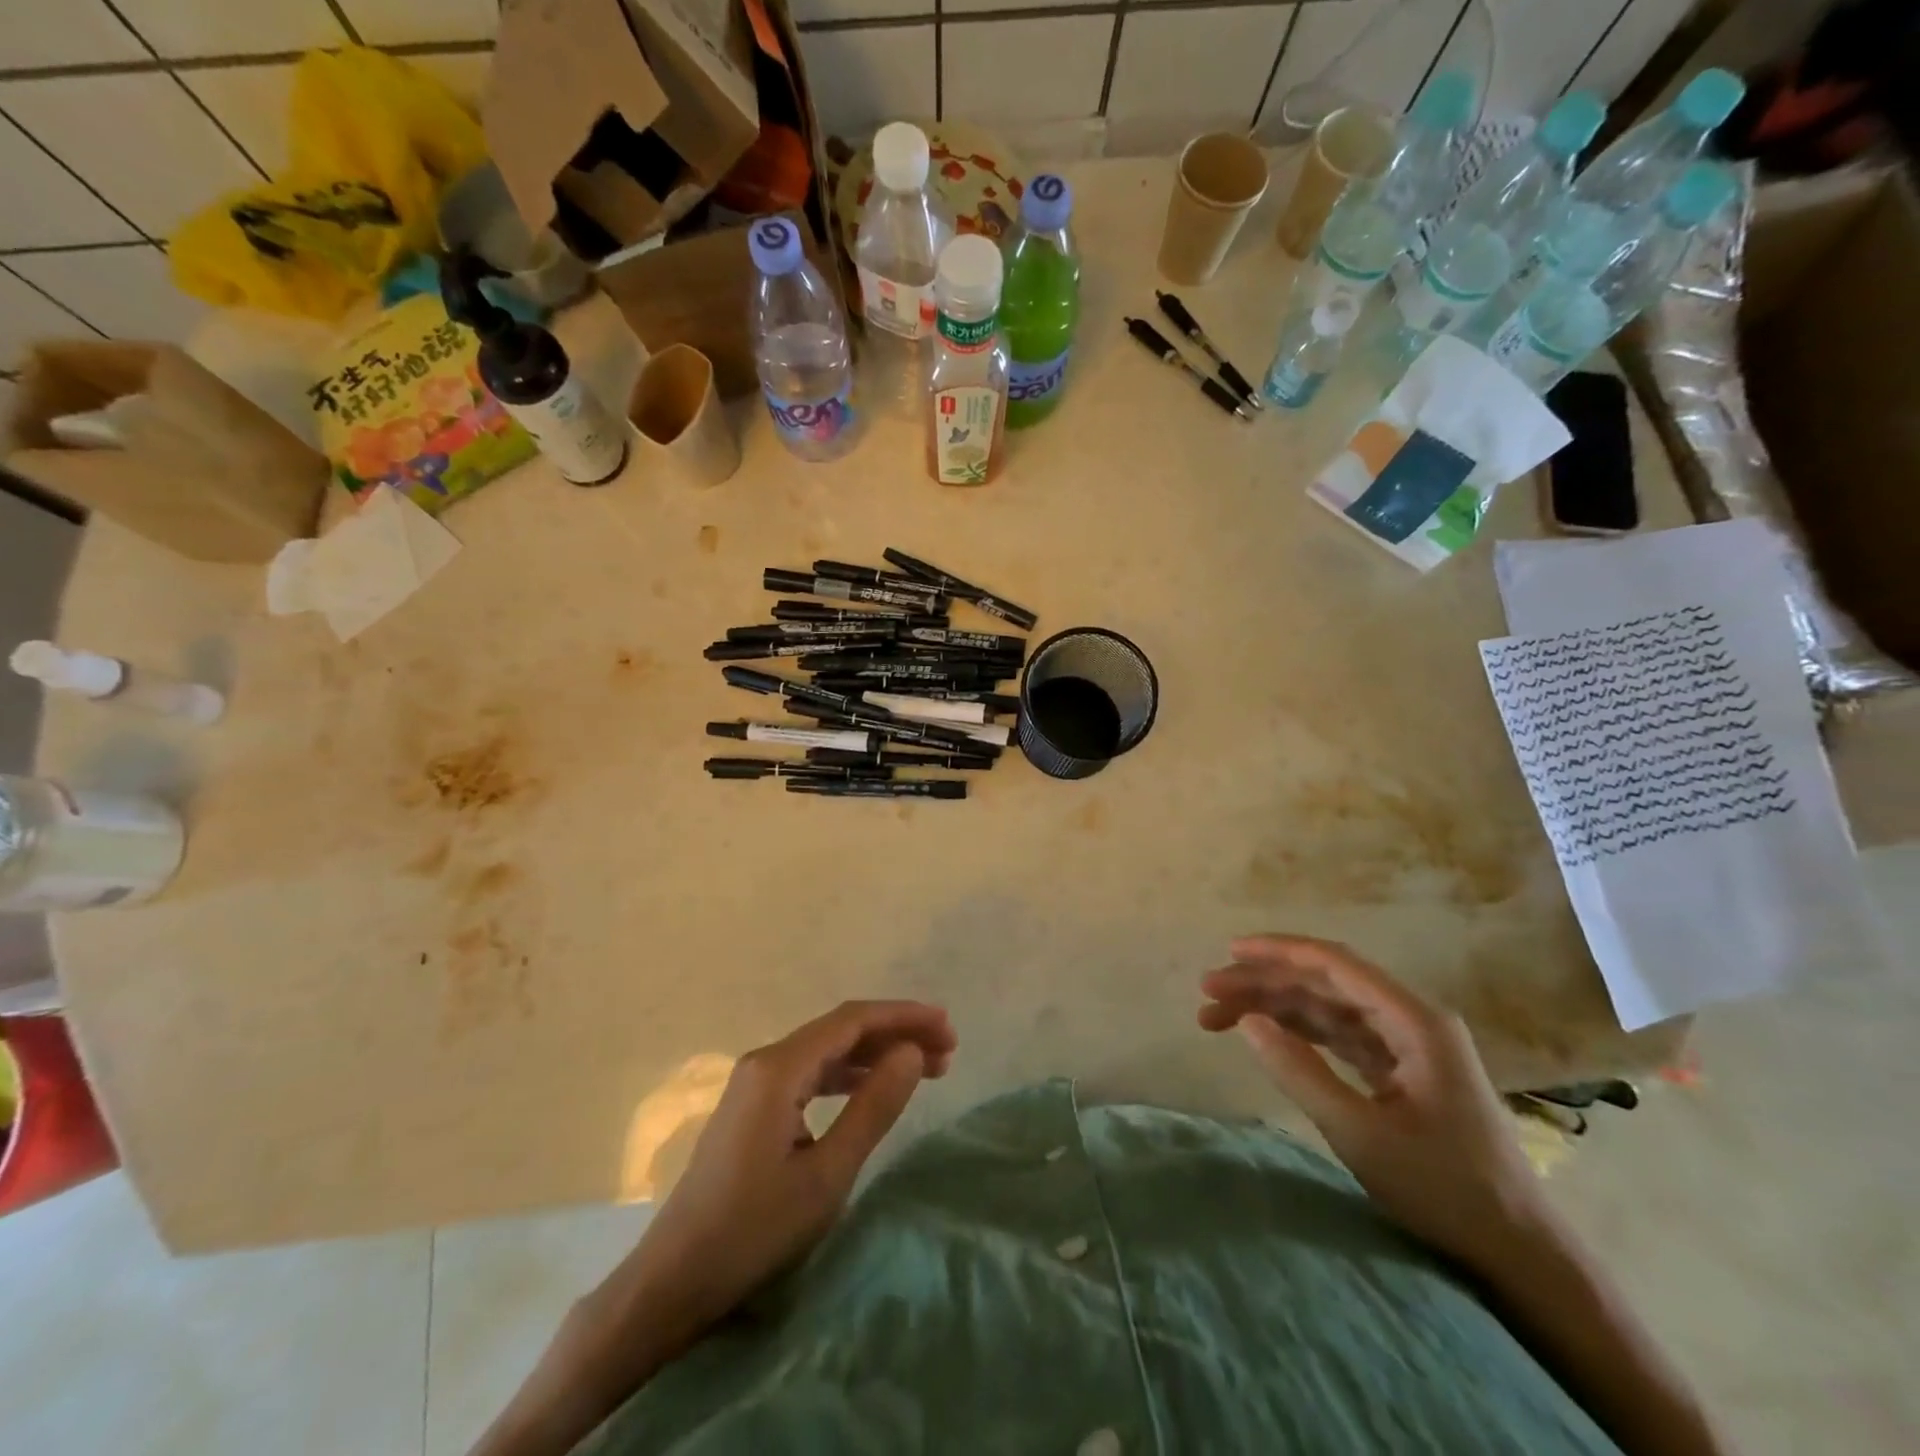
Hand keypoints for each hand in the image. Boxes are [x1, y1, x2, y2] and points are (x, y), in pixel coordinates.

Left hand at [625, 1000, 955, 1355]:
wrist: (674, 1281)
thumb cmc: (754, 1230)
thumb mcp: (827, 1174)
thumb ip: (873, 1107)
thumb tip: (912, 1052)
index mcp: (779, 1068)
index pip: (852, 1021)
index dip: (903, 1017)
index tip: (947, 1027)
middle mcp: (766, 1061)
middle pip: (841, 1030)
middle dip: (895, 1033)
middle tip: (946, 1050)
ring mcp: (756, 1083)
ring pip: (828, 1051)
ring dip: (875, 1054)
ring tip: (925, 1068)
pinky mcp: (754, 1107)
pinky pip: (812, 1074)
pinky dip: (849, 1075)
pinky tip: (874, 1087)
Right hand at [1200, 935, 1546, 1271]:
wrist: (1519, 1253)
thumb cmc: (1445, 1189)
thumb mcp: (1361, 1133)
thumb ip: (1299, 1071)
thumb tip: (1248, 1021)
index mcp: (1414, 1022)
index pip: (1335, 964)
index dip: (1277, 952)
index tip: (1228, 953)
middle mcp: (1410, 1020)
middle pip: (1324, 983)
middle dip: (1264, 983)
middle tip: (1208, 993)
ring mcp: (1407, 1045)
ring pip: (1327, 1008)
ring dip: (1275, 1008)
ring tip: (1219, 1017)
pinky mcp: (1401, 1070)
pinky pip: (1339, 1035)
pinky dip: (1299, 1033)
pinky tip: (1265, 1035)